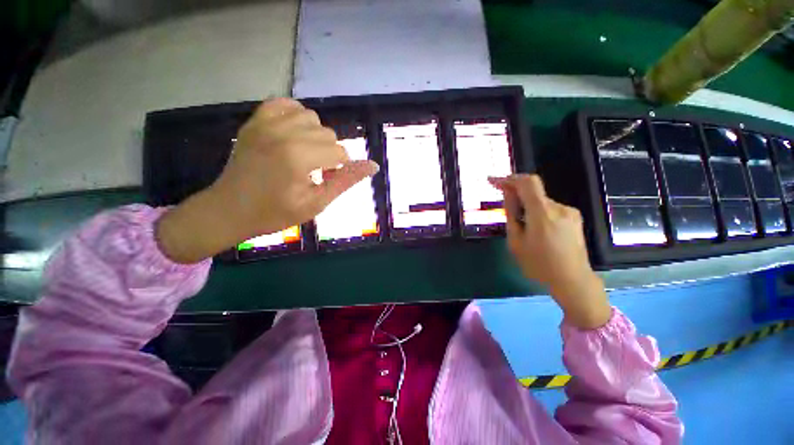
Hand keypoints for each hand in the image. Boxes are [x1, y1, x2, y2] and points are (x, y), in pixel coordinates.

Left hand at [156, 98, 378, 263]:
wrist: (229, 210)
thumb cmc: (275, 213)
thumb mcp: (316, 203)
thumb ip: (345, 181)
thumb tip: (373, 165)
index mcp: (298, 157)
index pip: (340, 151)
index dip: (340, 168)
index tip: (327, 180)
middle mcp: (283, 133)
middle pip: (328, 133)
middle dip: (329, 153)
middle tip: (316, 172)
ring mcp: (265, 123)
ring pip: (311, 117)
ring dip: (316, 135)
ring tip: (306, 154)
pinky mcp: (255, 120)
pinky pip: (285, 104)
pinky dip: (296, 115)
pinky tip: (294, 134)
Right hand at [489, 174, 610, 328]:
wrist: (572, 280)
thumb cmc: (538, 264)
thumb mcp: (516, 241)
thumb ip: (511, 213)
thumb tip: (507, 193)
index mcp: (543, 214)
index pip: (527, 182)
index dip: (509, 178)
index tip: (493, 181)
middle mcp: (559, 207)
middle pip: (533, 191)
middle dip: (516, 195)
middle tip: (505, 208)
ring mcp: (569, 211)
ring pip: (540, 201)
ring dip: (527, 206)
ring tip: (522, 227)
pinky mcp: (574, 217)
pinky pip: (550, 208)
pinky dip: (538, 212)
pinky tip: (536, 230)